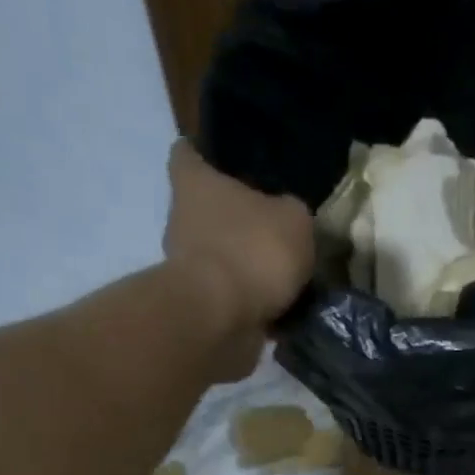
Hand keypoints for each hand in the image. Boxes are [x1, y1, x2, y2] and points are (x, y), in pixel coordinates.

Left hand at [163, 141, 313, 379]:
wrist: (222, 321)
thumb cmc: (252, 251)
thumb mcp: (294, 220)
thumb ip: (292, 214)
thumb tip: (288, 220)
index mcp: (194, 184)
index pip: (187, 153)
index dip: (205, 154)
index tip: (226, 161)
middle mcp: (180, 221)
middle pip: (206, 211)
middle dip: (235, 219)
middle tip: (274, 226)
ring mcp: (185, 268)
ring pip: (219, 257)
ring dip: (245, 265)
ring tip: (285, 274)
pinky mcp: (198, 308)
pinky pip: (229, 297)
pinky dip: (250, 302)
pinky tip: (282, 308)